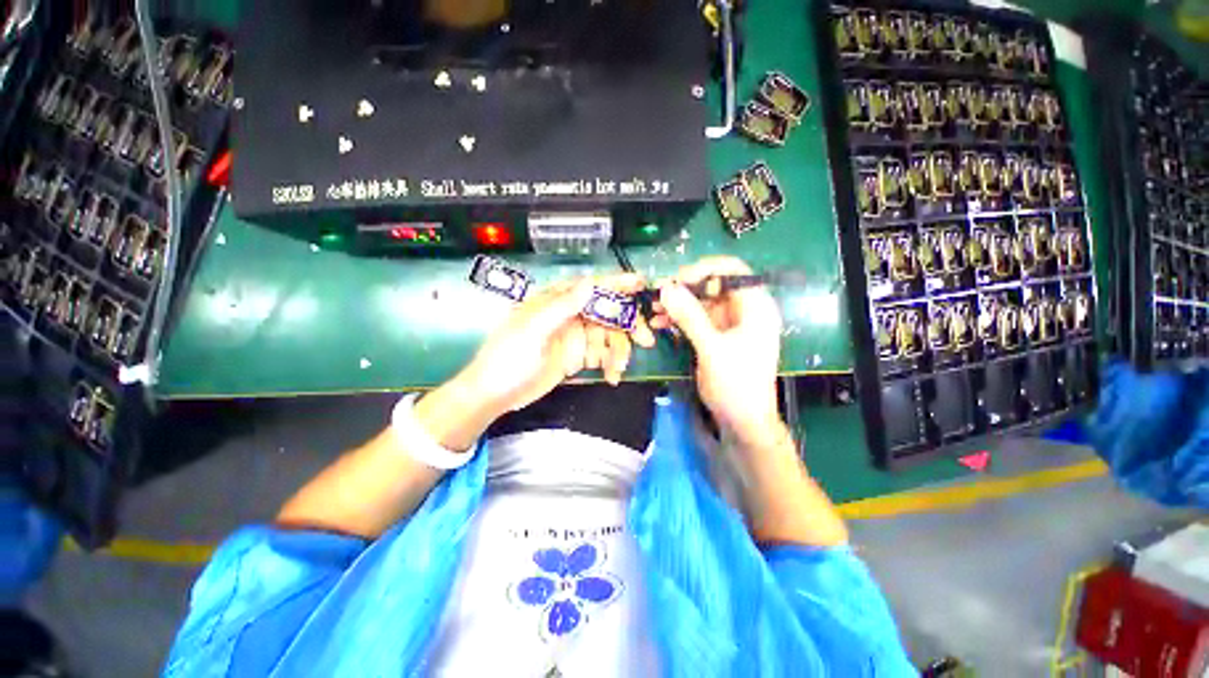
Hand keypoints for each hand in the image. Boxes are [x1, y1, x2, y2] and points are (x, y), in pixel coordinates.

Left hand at [455, 274, 655, 417]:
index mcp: (556, 302)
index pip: (591, 288)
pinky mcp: (577, 356)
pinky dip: (611, 364)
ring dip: (619, 351)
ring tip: (618, 369)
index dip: (617, 284)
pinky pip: (602, 355)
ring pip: (608, 336)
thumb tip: (590, 282)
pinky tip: (612, 376)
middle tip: (646, 340)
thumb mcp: (532, 330)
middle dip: (628, 325)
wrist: (495, 395)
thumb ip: (562, 306)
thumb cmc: (508, 359)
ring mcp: (574, 337)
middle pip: (607, 312)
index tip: (640, 284)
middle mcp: (568, 315)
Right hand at [653, 257, 782, 442]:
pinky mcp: (716, 337)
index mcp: (755, 307)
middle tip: (658, 293)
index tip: (678, 279)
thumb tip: (666, 288)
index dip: (705, 269)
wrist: (742, 422)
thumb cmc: (736, 385)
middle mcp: (744, 310)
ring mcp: (729, 324)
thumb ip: (690, 316)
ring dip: (678, 304)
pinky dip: (679, 319)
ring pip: (701, 302)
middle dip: (685, 288)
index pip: (732, 270)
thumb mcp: (712, 348)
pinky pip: (696, 319)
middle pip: (713, 285)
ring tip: (654, 308)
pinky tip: (660, 322)